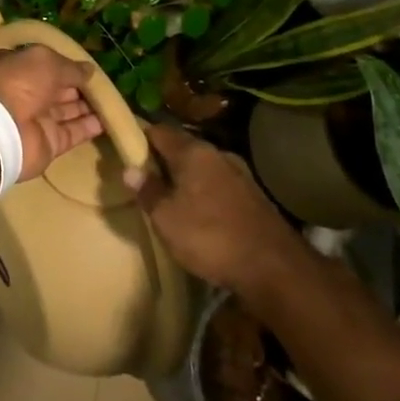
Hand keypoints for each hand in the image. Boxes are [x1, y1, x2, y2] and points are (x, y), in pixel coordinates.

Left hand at [0, 46, 102, 180]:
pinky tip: (109, 120)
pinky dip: (90, 127)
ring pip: (67, 110)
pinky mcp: (48, 142)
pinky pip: (73, 132)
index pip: (42, 63)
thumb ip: (70, 67)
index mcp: (15, 67)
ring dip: (88, 106)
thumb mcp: (46, 61)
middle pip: (56, 88)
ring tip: (113, 99)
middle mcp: (24, 92)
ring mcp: (36, 119)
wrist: (1, 129)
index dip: (63, 63)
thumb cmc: (18, 82)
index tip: (85, 64)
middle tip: (106, 83)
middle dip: (78, 86)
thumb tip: (89, 70)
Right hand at [135, 125, 295, 291]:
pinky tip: (197, 211)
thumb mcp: (166, 219)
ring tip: (168, 195)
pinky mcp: (253, 195)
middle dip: (161, 159)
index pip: (159, 131)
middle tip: (142, 176)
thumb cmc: (211, 238)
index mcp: (193, 152)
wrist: (275, 269)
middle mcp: (218, 154)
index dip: (139, 137)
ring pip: (202, 166)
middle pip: (182, 147)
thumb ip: (148, 191)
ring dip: (184, 177)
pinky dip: (203, 191)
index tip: (124, 149)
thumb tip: (130, 170)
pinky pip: (218, 183)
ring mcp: (240, 173)